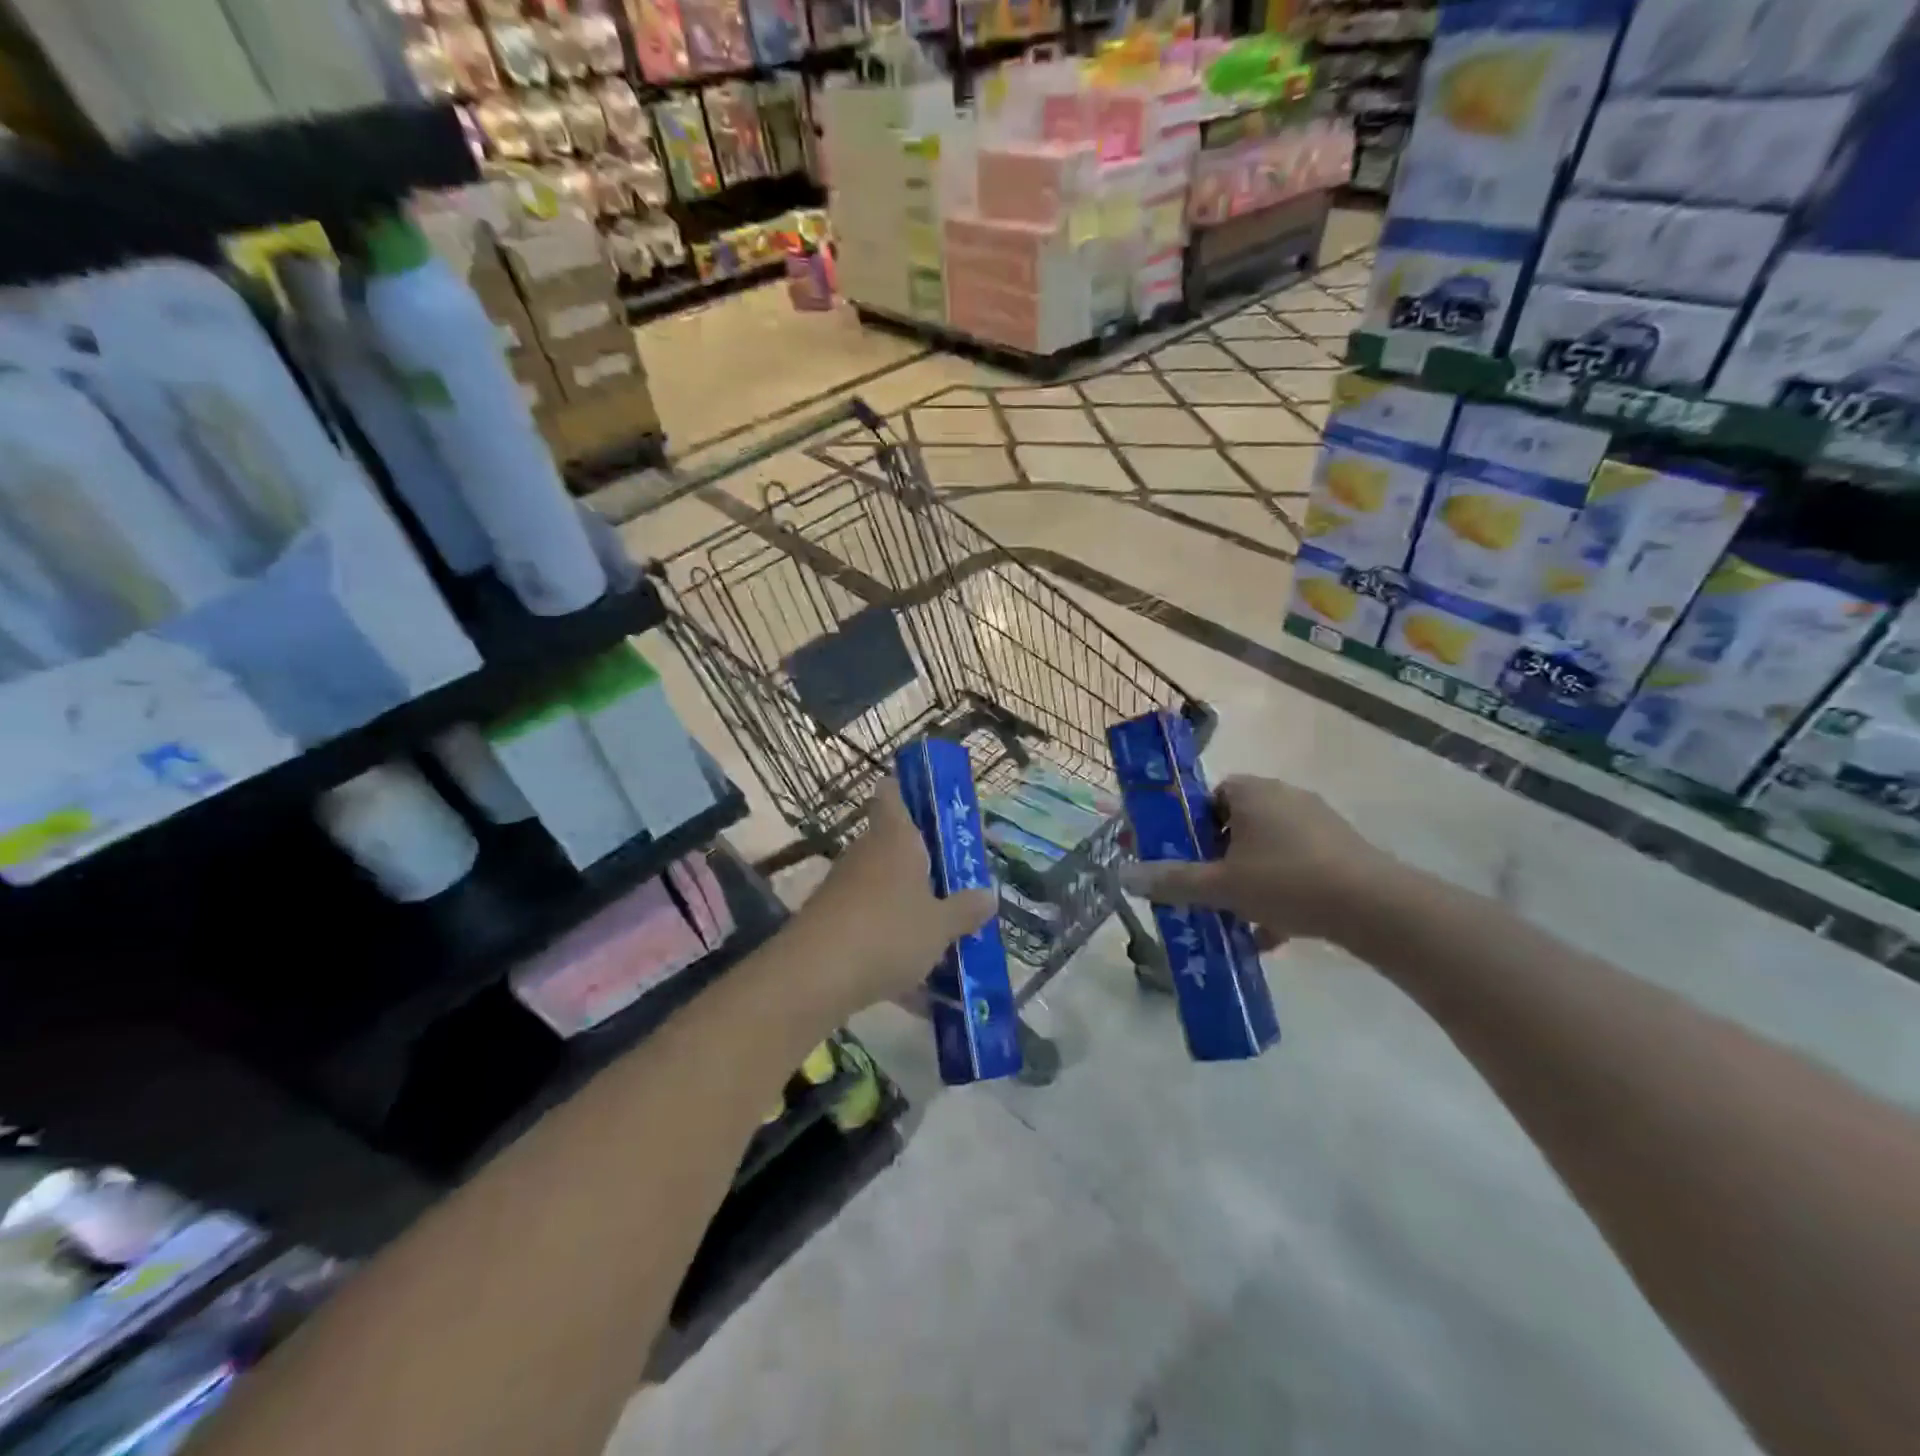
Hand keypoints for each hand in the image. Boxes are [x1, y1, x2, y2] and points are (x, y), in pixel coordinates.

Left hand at [787, 778, 996, 1016]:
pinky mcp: (830, 922)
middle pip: (893, 845)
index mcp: (896, 838)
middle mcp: (866, 854)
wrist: (815, 976)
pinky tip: (915, 988)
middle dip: (922, 864)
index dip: (905, 791)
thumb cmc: (889, 932)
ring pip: (883, 888)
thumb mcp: (941, 925)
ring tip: (942, 937)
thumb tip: (989, 895)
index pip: (892, 794)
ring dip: (908, 907)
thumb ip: (966, 909)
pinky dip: (890, 945)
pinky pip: (870, 926)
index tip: (926, 803)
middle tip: (955, 882)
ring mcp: (843, 888)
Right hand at [1118, 775, 1387, 948]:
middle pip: (1236, 824)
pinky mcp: (1342, 849)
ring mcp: (1318, 822)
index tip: (1184, 857)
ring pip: (1266, 849)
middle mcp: (1284, 796)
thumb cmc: (1287, 882)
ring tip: (1237, 918)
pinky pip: (1296, 865)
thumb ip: (1172, 880)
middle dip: (1218, 859)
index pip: (1208, 796)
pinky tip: (1273, 933)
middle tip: (1207, 891)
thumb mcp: (1220, 886)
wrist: (1375, 907)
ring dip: (1248, 879)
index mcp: (1251, 792)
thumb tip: (1123, 876)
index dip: (1190, 826)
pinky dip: (1280, 891)